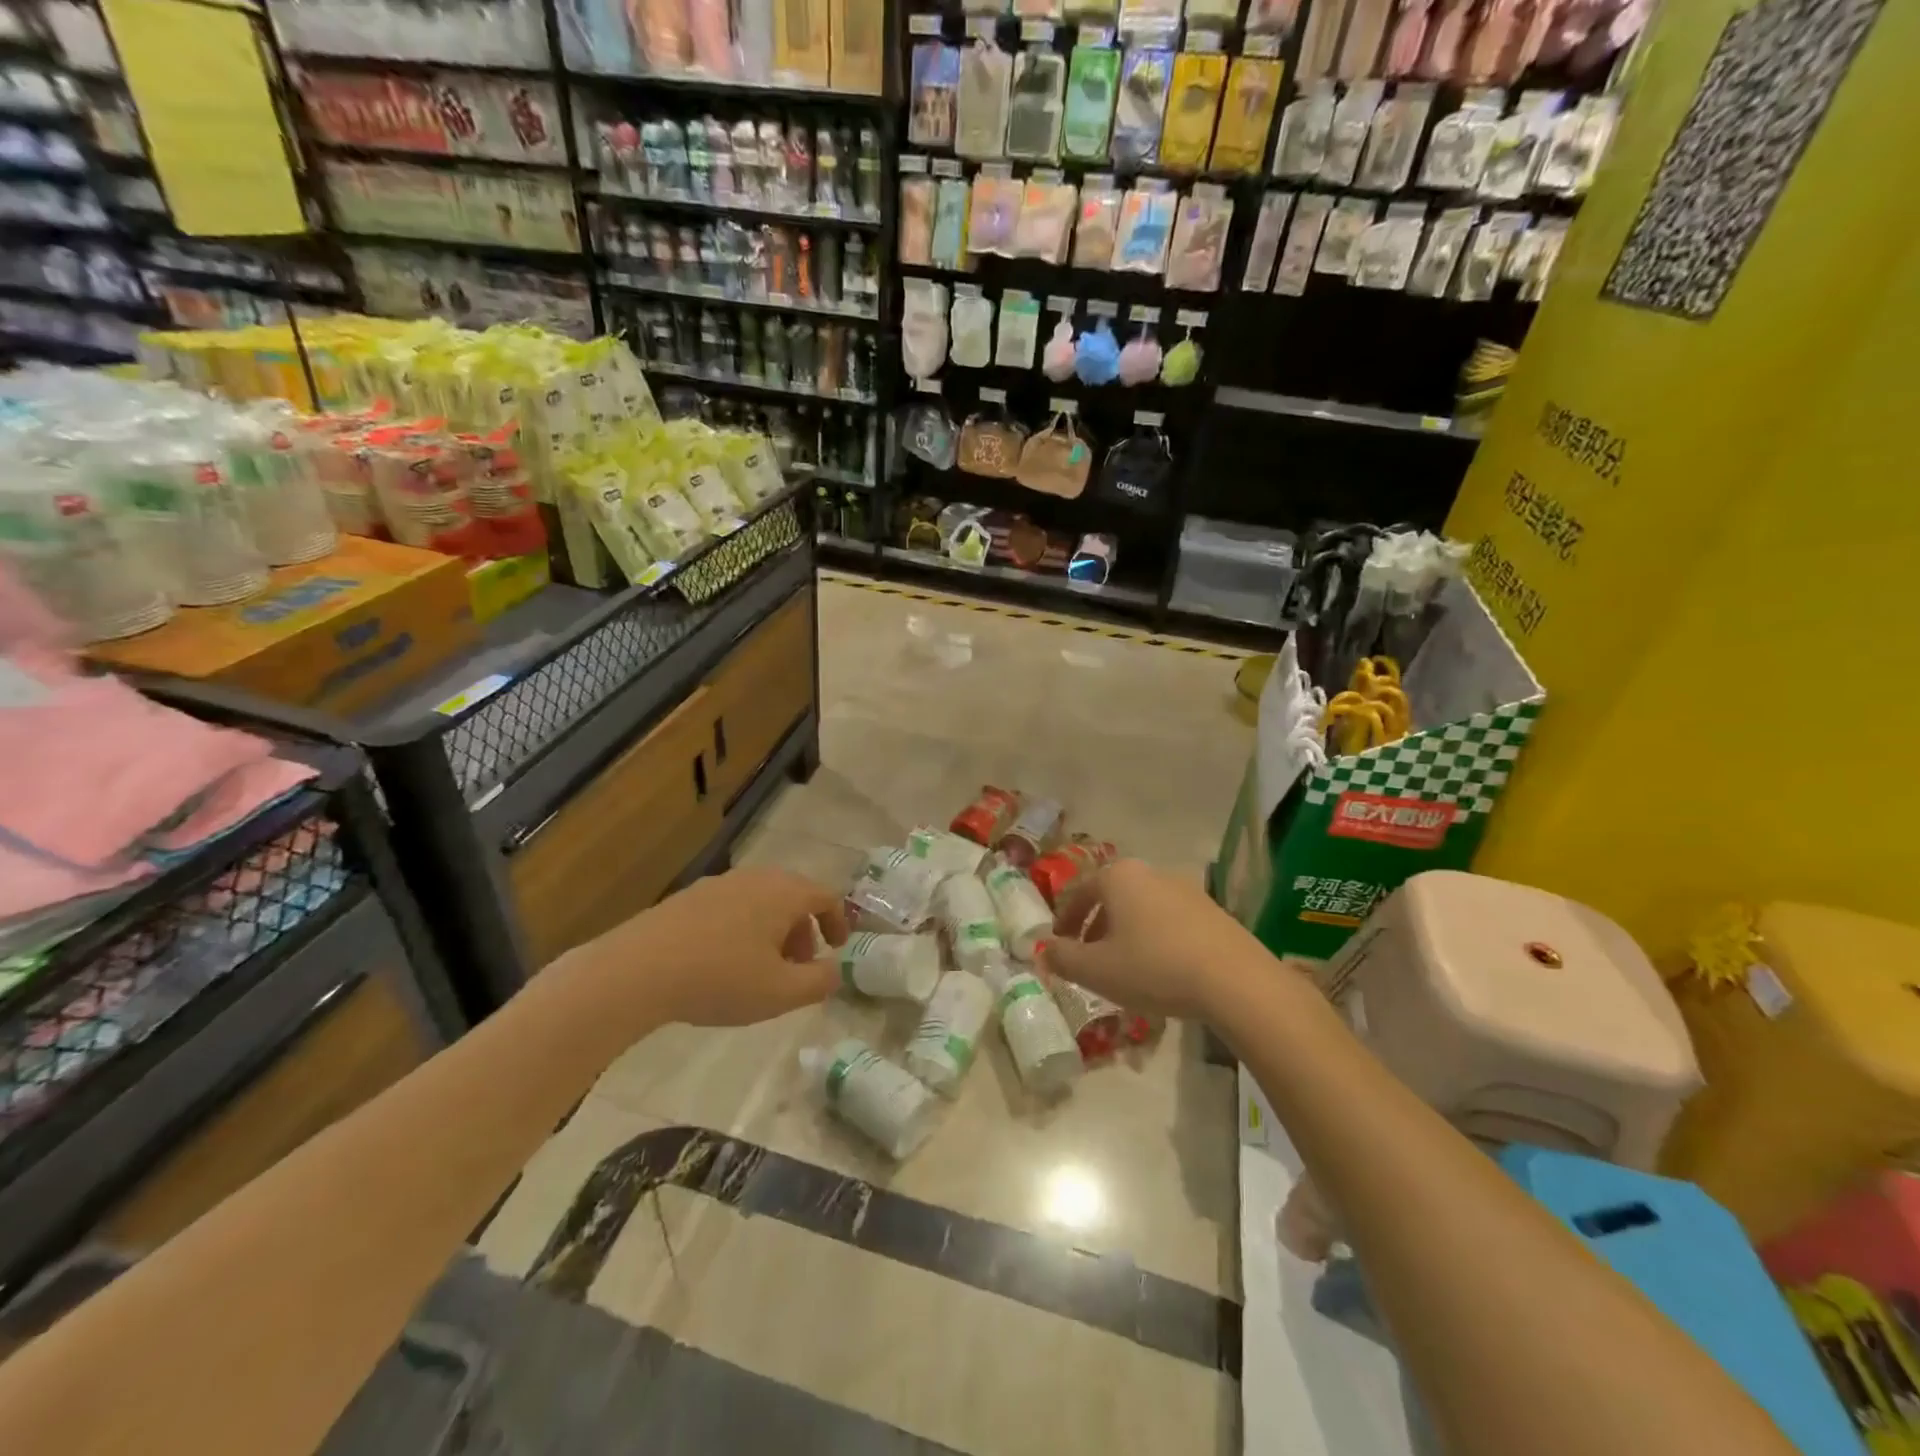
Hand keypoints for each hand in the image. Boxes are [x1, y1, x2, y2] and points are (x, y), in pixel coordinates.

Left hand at [567, 867, 848, 1027]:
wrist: (637, 970)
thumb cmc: (720, 979)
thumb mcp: (781, 993)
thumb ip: (819, 982)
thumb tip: (835, 971)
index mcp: (784, 893)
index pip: (826, 896)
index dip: (839, 921)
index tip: (838, 947)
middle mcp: (756, 878)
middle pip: (794, 896)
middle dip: (804, 929)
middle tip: (800, 965)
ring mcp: (720, 883)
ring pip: (762, 900)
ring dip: (774, 930)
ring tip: (763, 968)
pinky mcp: (690, 896)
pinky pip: (733, 906)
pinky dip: (745, 927)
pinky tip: (725, 962)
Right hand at [1040, 858, 1267, 1018]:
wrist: (1234, 980)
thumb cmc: (1154, 967)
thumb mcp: (1096, 970)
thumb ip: (1063, 958)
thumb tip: (1044, 950)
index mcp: (1118, 877)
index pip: (1079, 892)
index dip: (1064, 921)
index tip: (1059, 946)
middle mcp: (1151, 872)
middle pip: (1112, 898)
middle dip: (1096, 927)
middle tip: (1089, 958)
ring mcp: (1186, 889)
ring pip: (1141, 909)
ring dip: (1126, 934)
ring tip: (1125, 969)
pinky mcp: (1212, 911)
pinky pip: (1170, 921)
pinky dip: (1155, 940)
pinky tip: (1161, 971)